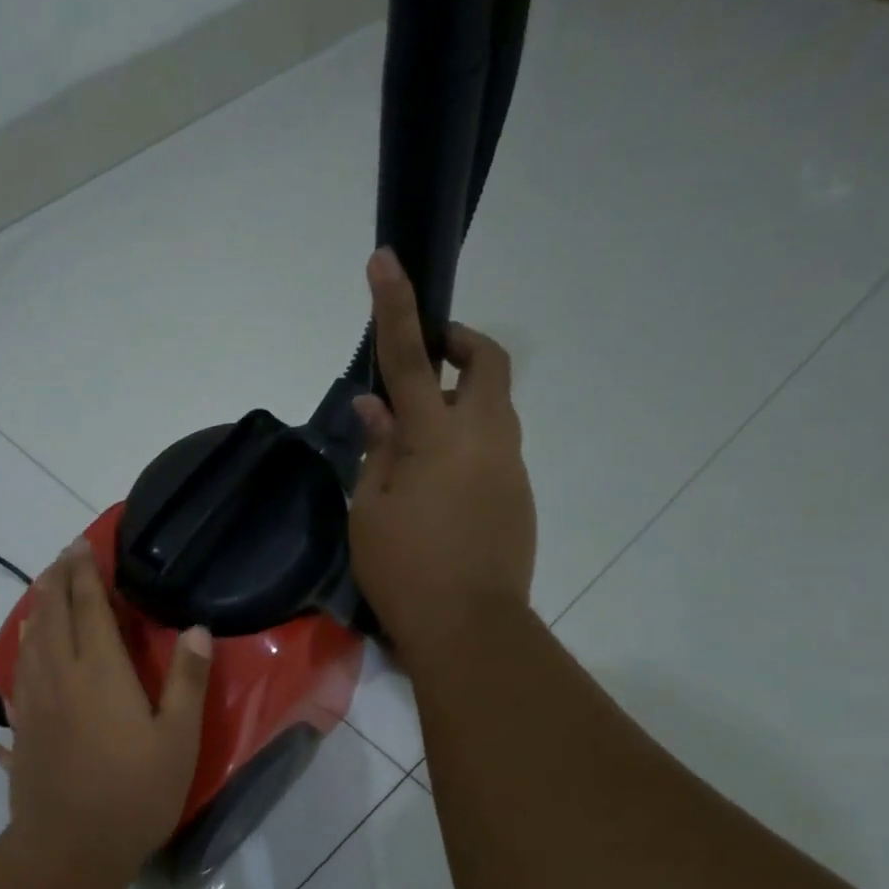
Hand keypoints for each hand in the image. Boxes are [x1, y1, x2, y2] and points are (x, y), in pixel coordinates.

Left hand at [0, 544, 212, 874]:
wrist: (69, 848)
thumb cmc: (133, 794)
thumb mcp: (177, 739)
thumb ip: (186, 680)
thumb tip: (197, 629)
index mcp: (99, 672)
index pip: (89, 607)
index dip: (85, 573)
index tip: (81, 546)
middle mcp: (59, 676)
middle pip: (52, 616)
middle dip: (57, 581)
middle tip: (62, 558)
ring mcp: (33, 703)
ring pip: (29, 642)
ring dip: (36, 611)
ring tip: (42, 593)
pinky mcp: (20, 729)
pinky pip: (16, 676)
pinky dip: (20, 652)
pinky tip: (21, 653)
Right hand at [349, 248, 536, 660]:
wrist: (470, 627)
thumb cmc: (404, 569)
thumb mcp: (370, 509)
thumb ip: (376, 451)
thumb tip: (376, 407)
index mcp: (438, 437)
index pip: (411, 359)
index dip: (395, 308)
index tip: (386, 261)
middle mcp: (485, 437)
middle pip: (488, 363)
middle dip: (460, 343)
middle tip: (427, 356)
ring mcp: (510, 464)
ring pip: (493, 406)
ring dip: (460, 400)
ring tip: (414, 440)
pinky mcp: (518, 492)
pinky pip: (493, 446)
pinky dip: (464, 442)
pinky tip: (434, 485)